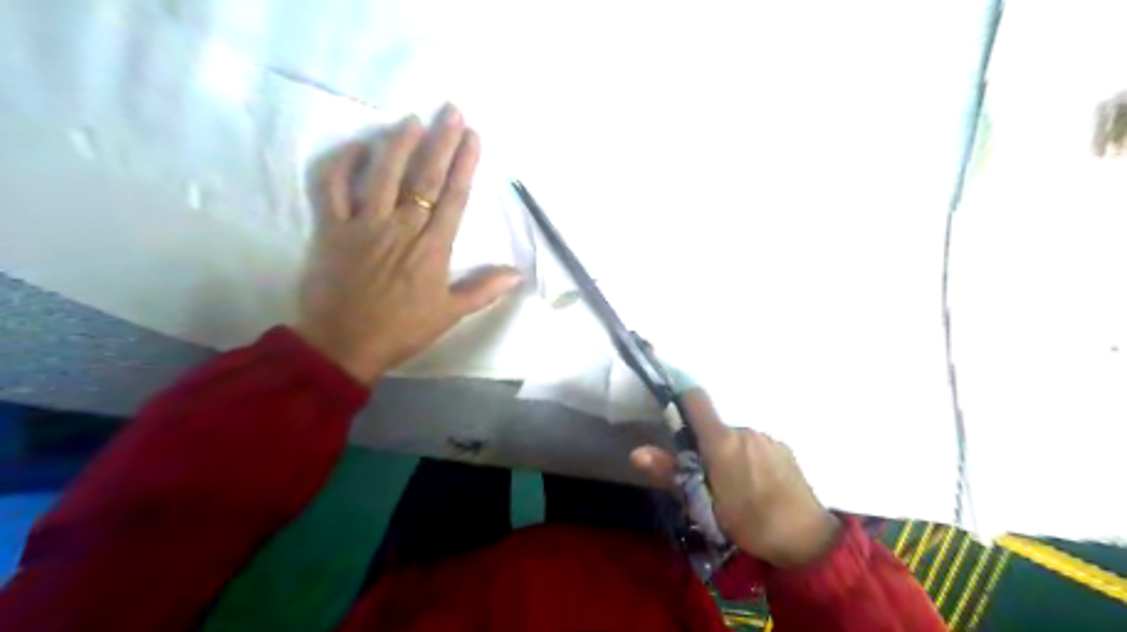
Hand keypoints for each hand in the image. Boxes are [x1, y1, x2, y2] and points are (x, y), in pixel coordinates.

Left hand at [289, 106, 519, 384]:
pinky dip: (342, 165)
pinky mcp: (332, 229)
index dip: (465, 165)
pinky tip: (357, 148)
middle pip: (425, 178)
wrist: (343, 345)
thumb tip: (518, 273)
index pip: (453, 198)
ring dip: (398, 143)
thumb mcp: (450, 314)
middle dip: (441, 142)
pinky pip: (332, 189)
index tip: (473, 137)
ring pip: (382, 175)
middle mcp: (401, 228)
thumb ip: (483, 290)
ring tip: (412, 120)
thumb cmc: (401, 331)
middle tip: (451, 111)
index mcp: (432, 249)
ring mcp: (363, 225)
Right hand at [629, 394, 840, 570]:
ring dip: (730, 454)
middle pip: (715, 426)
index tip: (672, 413)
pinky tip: (757, 486)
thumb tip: (636, 452)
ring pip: (736, 439)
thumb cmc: (750, 522)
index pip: (696, 399)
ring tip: (735, 488)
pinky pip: (756, 447)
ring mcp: (767, 438)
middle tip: (705, 478)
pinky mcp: (784, 449)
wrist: (808, 540)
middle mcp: (744, 430)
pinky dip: (750, 459)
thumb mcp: (704, 504)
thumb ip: (671, 474)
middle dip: (706, 445)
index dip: (681, 399)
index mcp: (722, 440)